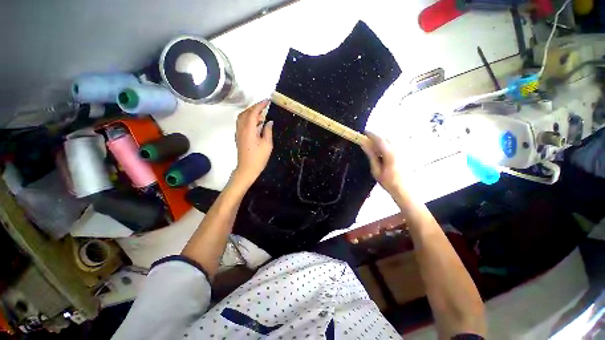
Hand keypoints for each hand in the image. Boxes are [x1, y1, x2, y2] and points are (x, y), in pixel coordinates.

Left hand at [233, 100, 273, 186]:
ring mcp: (238, 132)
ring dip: (251, 112)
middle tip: (265, 106)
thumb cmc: (258, 158)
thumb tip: (269, 121)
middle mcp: (241, 128)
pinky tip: (256, 123)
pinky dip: (248, 118)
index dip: (260, 105)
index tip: (267, 101)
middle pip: (245, 112)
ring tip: (261, 114)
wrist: (247, 169)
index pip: (253, 112)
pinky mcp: (239, 136)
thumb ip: (267, 131)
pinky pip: (242, 122)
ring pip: (242, 117)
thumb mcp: (267, 144)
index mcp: (249, 130)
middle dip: (255, 107)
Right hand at [361, 132, 402, 194]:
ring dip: (380, 141)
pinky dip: (385, 145)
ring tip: (373, 147)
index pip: (379, 139)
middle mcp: (397, 150)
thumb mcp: (376, 170)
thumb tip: (364, 144)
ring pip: (390, 140)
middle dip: (375, 137)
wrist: (404, 190)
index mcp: (390, 154)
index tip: (363, 133)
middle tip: (366, 141)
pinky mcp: (403, 154)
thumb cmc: (388, 182)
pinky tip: (381, 153)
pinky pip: (393, 145)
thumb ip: (371, 155)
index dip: (371, 134)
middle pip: (385, 138)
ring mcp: (402, 151)